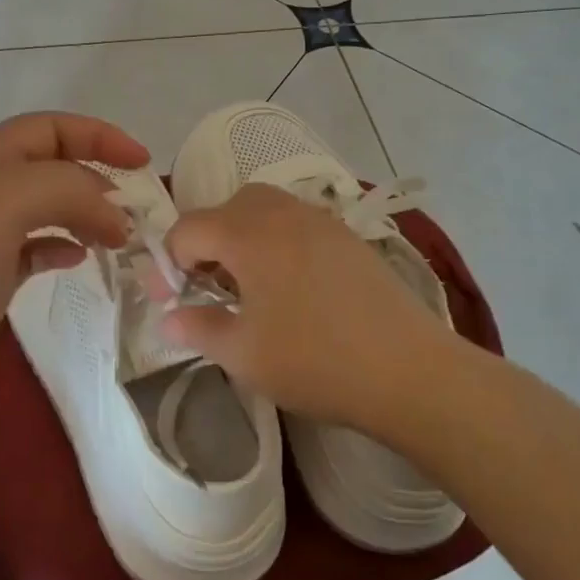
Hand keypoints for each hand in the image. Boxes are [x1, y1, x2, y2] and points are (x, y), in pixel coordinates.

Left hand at [0, 112, 148, 434]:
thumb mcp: (12, 199)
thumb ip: (72, 190)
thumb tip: (114, 218)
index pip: (50, 128)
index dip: (98, 136)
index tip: (142, 163)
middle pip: (51, 167)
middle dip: (96, 179)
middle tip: (135, 209)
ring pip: (46, 209)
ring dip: (84, 214)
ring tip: (117, 238)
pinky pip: (35, 249)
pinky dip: (62, 247)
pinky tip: (79, 259)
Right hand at [161, 185, 454, 436]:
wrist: (410, 372)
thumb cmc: (315, 361)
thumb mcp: (243, 354)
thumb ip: (198, 328)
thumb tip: (169, 319)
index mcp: (249, 235)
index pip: (189, 228)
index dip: (170, 262)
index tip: (170, 300)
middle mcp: (284, 214)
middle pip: (228, 207)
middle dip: (207, 240)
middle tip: (209, 285)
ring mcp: (322, 222)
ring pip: (266, 209)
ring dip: (243, 236)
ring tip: (248, 284)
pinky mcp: (349, 239)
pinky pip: (297, 223)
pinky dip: (277, 241)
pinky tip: (290, 286)